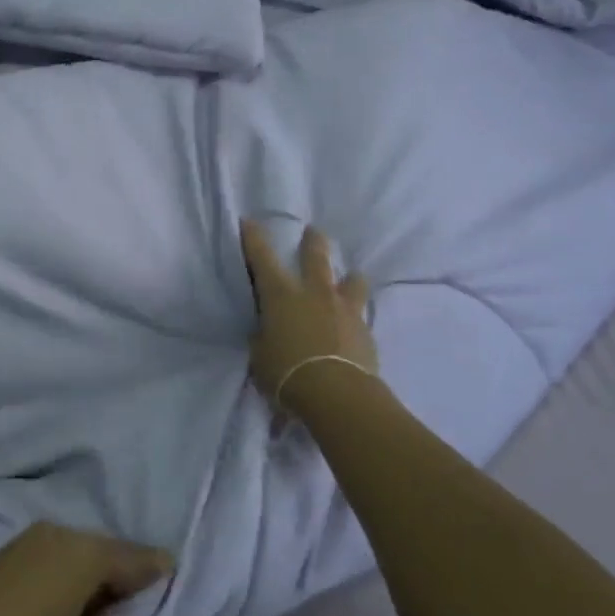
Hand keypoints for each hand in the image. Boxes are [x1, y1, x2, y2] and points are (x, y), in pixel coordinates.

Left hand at [0, 523, 173, 615]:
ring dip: (92, 572)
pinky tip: (65, 598)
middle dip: (122, 571)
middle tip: (134, 599)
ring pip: (78, 551)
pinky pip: (55, 554)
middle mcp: (64, 533)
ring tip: (99, 605)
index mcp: (86, 554)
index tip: (172, 568)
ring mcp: (34, 537)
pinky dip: (68, 571)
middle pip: (105, 550)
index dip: (154, 567)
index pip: (133, 558)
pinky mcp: (11, 549)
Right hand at [239, 219, 378, 404]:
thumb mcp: (260, 355)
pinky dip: (355, 316)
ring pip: (352, 281)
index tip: (249, 221)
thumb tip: (268, 332)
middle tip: (314, 231)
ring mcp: (344, 309)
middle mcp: (314, 293)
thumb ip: (264, 337)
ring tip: (351, 277)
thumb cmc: (287, 372)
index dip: (253, 239)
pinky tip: (354, 325)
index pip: (262, 259)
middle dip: (313, 242)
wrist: (337, 394)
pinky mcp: (365, 331)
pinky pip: (361, 315)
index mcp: (281, 295)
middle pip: (316, 257)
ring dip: (349, 278)